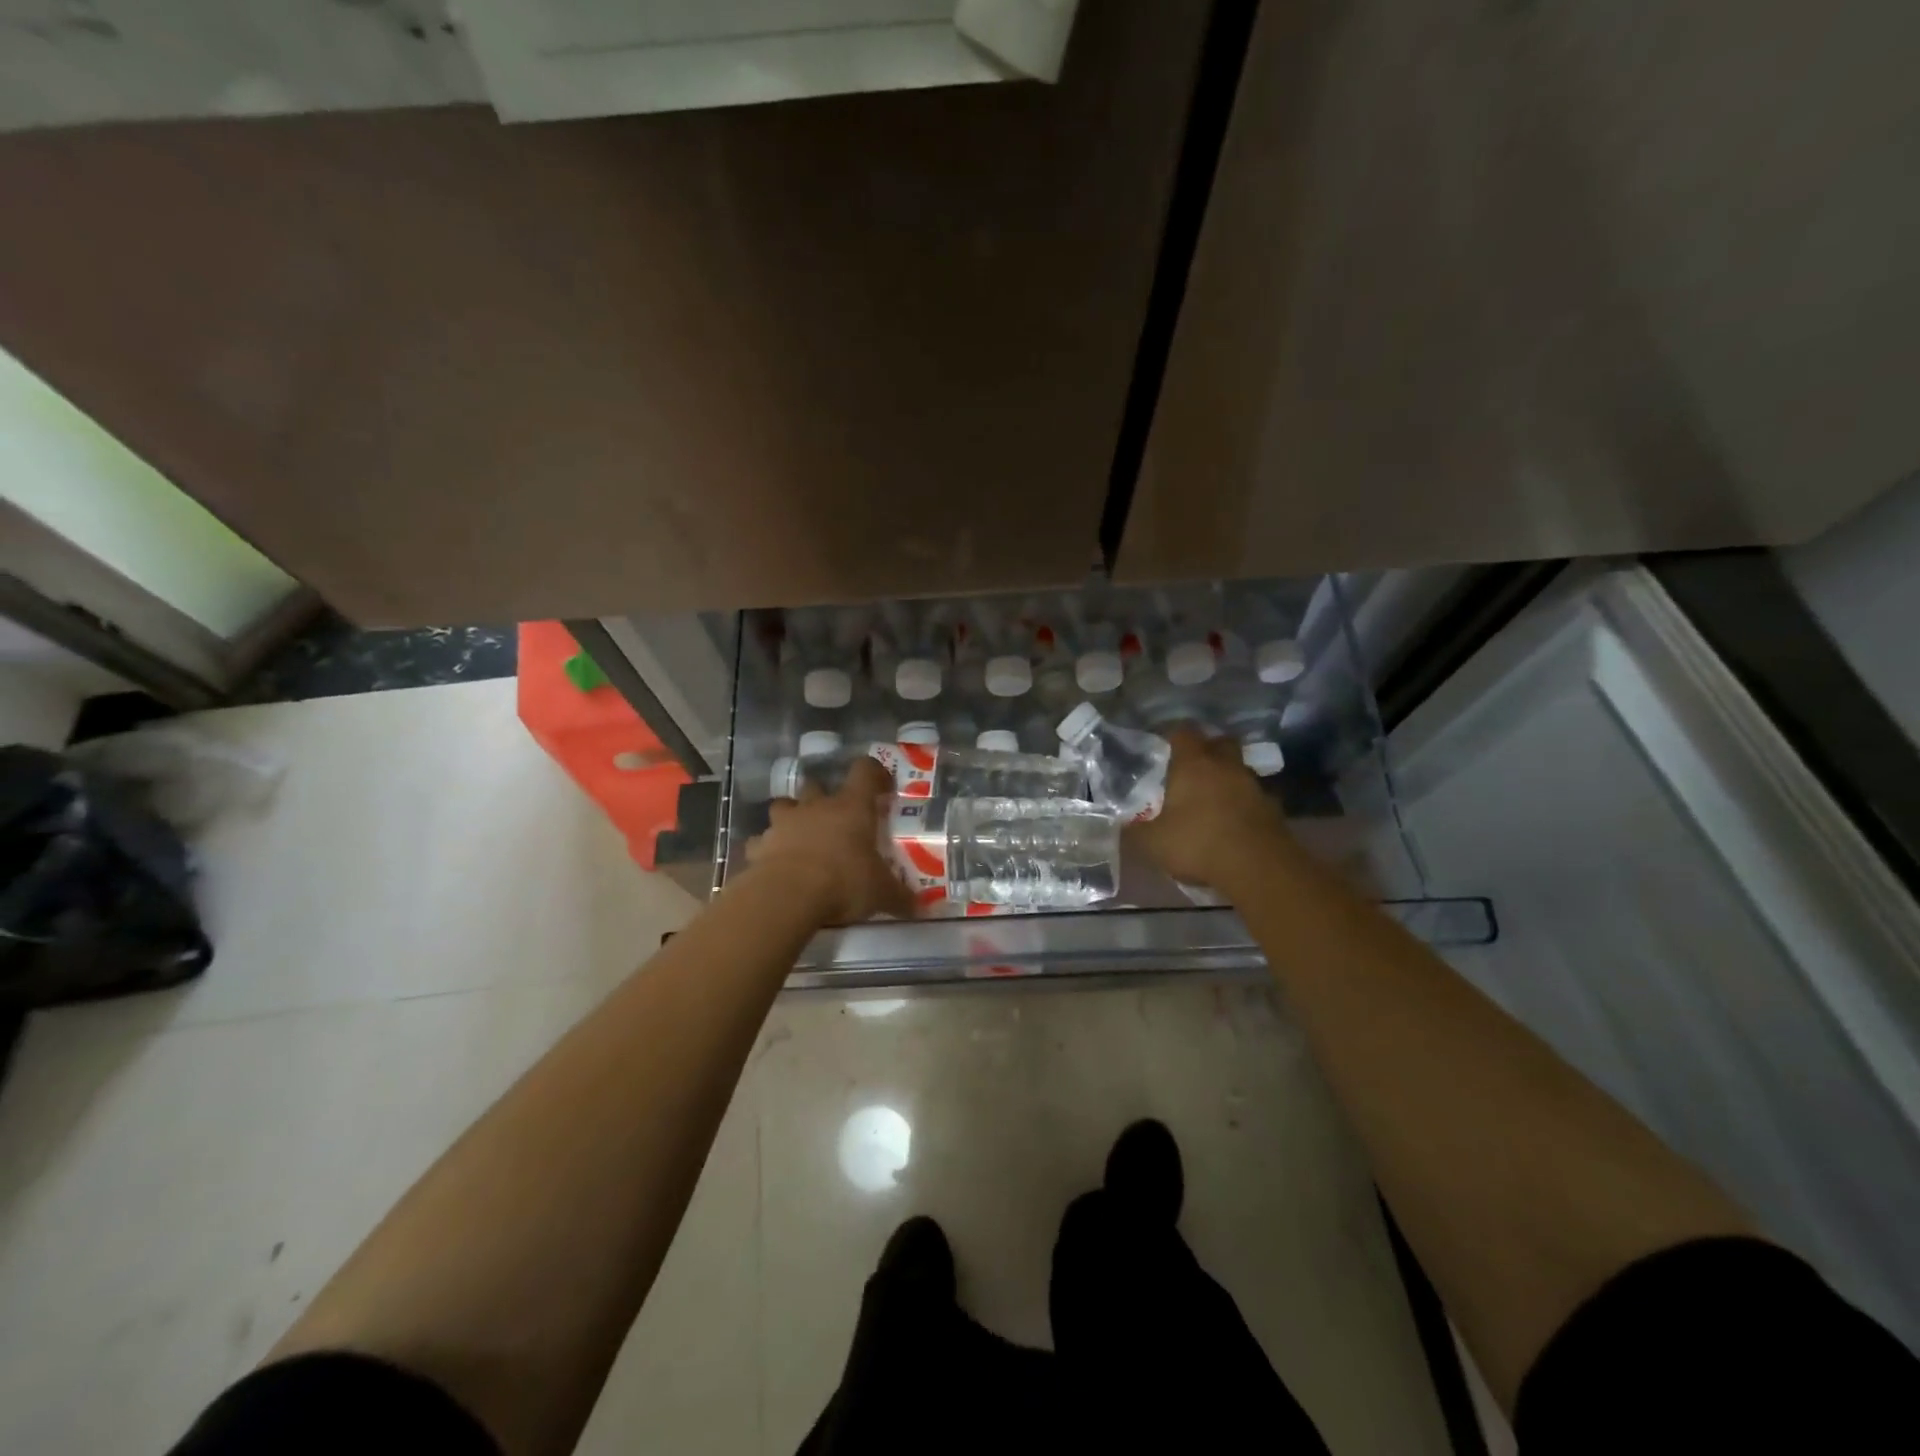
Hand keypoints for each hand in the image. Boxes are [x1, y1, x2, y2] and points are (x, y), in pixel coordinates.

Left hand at [746, 756, 913, 925]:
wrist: (787, 896)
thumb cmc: (844, 882)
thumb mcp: (881, 892)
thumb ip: (899, 896)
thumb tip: (919, 906)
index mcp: (851, 808)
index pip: (864, 772)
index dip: (874, 774)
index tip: (882, 787)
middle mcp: (816, 807)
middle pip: (816, 784)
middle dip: (822, 796)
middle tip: (834, 817)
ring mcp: (784, 824)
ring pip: (783, 806)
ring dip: (791, 817)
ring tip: (800, 838)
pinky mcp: (759, 846)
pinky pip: (761, 842)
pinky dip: (766, 849)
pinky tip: (774, 865)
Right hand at [1125, 728, 1296, 892]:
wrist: (1259, 869)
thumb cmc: (1199, 844)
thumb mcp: (1153, 842)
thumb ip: (1136, 828)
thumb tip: (1123, 822)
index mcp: (1194, 764)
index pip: (1183, 731)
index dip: (1171, 735)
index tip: (1161, 746)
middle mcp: (1226, 766)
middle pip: (1220, 742)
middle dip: (1207, 749)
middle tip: (1190, 768)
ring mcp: (1254, 785)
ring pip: (1239, 770)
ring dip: (1227, 779)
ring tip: (1211, 799)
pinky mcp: (1274, 808)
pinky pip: (1254, 797)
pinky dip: (1243, 804)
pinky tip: (1233, 822)